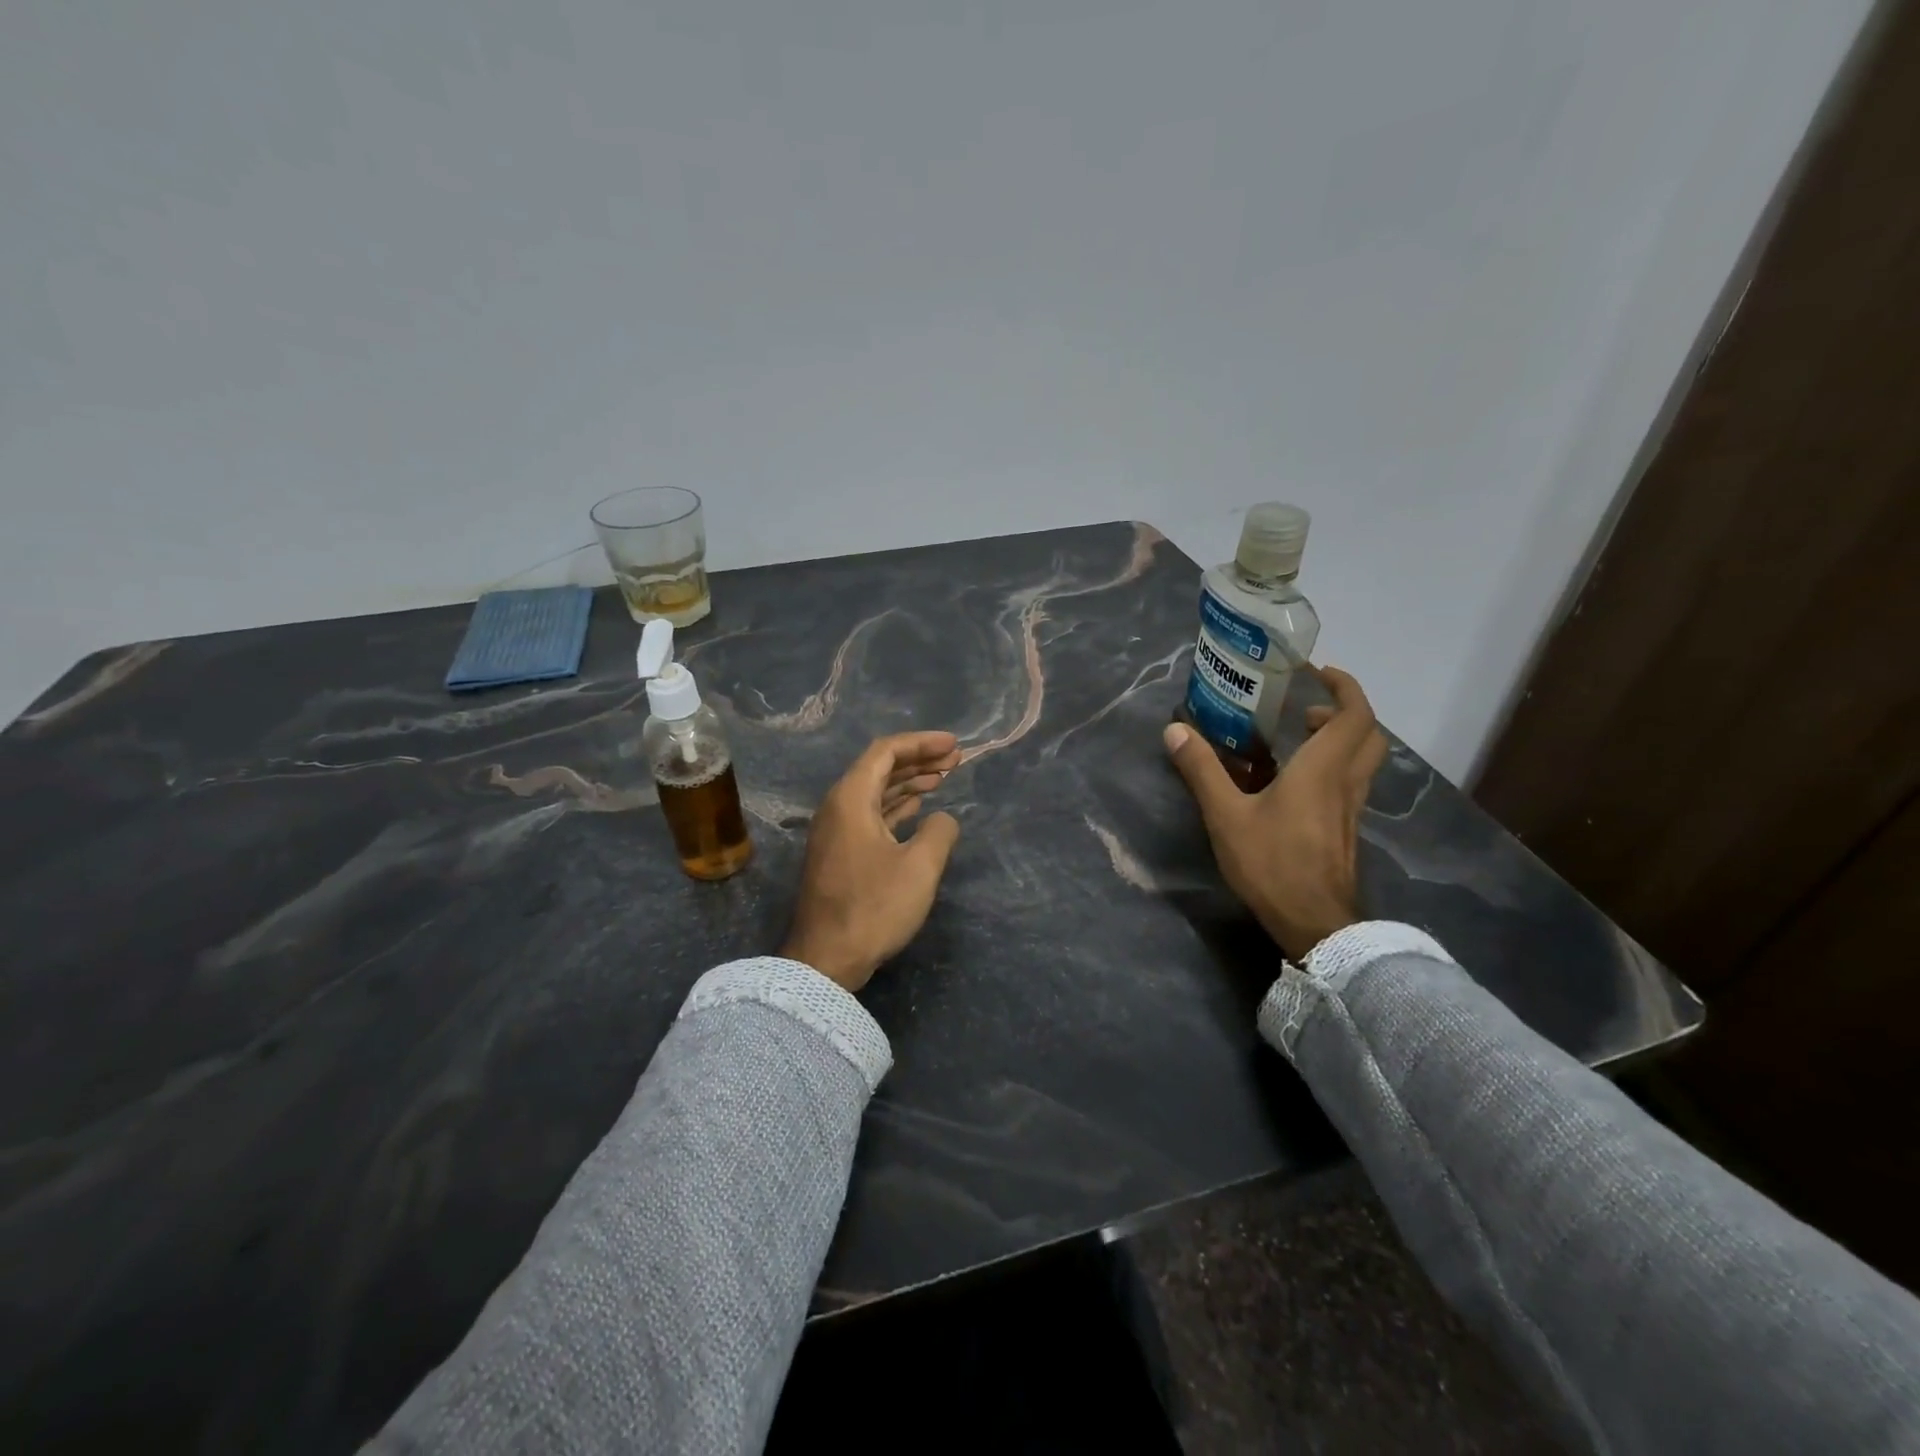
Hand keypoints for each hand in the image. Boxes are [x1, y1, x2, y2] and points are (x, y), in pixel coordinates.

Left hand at [781, 731, 963, 991]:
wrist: (826, 958)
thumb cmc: (873, 907)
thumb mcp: (920, 867)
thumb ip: (939, 831)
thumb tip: (942, 819)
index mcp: (851, 798)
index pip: (886, 751)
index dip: (922, 743)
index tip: (954, 744)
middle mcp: (838, 806)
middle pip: (880, 768)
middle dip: (918, 760)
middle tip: (955, 759)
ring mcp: (836, 830)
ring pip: (876, 792)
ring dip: (909, 782)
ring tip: (943, 777)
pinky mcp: (840, 853)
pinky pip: (871, 814)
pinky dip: (897, 806)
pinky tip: (918, 807)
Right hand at [1164, 666, 1388, 961]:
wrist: (1315, 923)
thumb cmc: (1273, 863)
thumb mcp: (1226, 815)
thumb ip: (1202, 770)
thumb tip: (1175, 730)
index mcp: (1323, 769)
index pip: (1355, 714)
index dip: (1344, 686)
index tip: (1319, 671)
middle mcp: (1346, 782)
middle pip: (1368, 734)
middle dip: (1345, 711)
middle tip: (1307, 708)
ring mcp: (1351, 809)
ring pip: (1363, 760)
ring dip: (1340, 739)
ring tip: (1298, 739)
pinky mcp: (1346, 830)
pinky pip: (1350, 783)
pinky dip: (1333, 766)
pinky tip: (1296, 782)